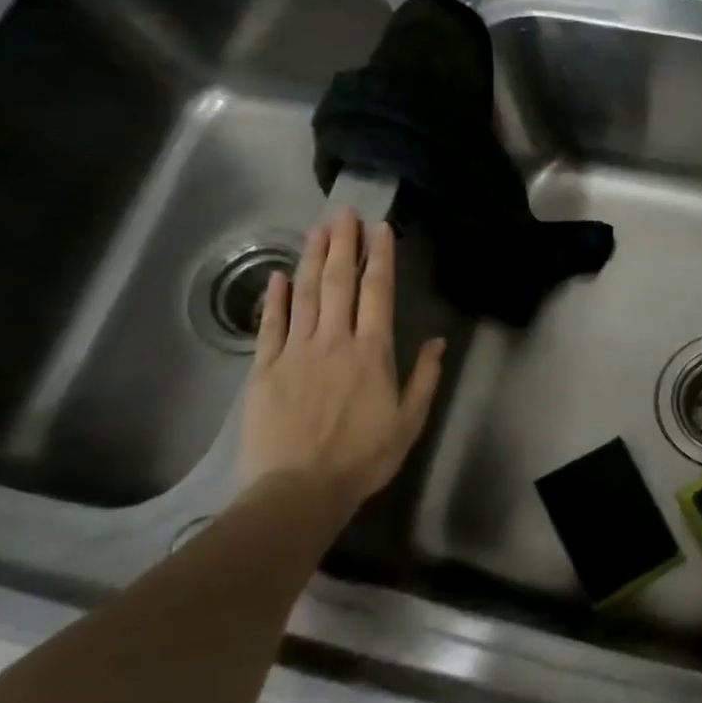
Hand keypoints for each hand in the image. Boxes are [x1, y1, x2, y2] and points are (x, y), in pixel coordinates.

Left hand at [239, 209, 445, 517]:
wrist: (300, 489)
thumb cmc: (364, 457)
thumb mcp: (409, 422)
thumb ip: (424, 378)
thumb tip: (437, 342)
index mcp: (372, 353)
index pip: (377, 293)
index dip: (380, 258)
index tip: (381, 229)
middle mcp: (334, 341)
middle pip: (339, 283)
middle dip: (344, 245)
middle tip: (345, 213)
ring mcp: (295, 352)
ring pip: (305, 295)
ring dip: (313, 259)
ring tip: (318, 229)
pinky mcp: (264, 369)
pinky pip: (271, 325)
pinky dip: (276, 298)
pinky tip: (280, 275)